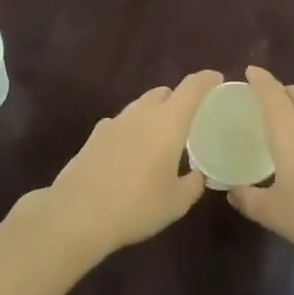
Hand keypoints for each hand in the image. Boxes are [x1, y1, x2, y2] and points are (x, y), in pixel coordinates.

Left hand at [37, 71, 222, 258]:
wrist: (77, 215)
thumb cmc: (137, 206)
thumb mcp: (176, 203)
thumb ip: (193, 184)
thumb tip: (198, 175)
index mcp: (168, 122)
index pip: (192, 87)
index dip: (207, 80)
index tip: (217, 80)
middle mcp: (141, 114)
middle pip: (163, 92)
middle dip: (178, 99)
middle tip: (189, 119)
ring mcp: (113, 123)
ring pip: (140, 106)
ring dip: (153, 114)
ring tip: (160, 138)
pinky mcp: (93, 137)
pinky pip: (120, 123)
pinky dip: (131, 129)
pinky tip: (131, 152)